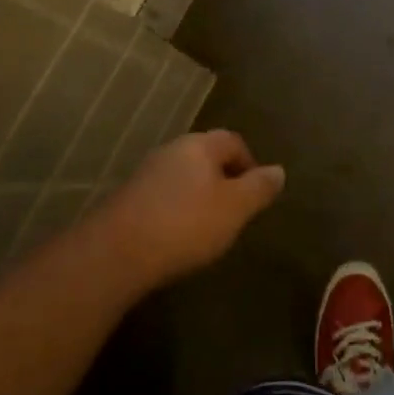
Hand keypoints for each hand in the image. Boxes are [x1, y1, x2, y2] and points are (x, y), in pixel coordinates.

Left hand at [95, 130, 283, 287]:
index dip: (249, 163)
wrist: (114, 254)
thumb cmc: (185, 224)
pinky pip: (162, 196)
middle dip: (223, 178)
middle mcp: (171, 150)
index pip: (233, 141)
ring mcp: (145, 173)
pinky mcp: (126, 199)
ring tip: (207, 226)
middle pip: (206, 156)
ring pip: (182, 176)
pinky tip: (176, 236)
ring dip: (197, 195)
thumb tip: (279, 170)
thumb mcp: (235, 209)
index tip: (256, 192)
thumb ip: (259, 188)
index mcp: (200, 145)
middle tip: (234, 210)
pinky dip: (175, 210)